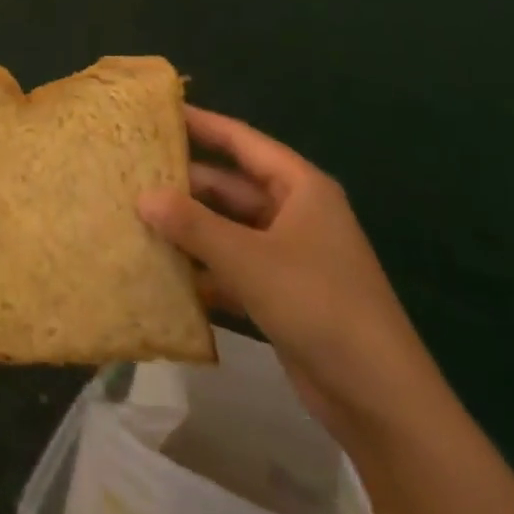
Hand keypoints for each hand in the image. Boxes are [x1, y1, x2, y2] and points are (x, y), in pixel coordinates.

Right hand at [138, 107, 432, 428]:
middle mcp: (294, 213)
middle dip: (186, 183)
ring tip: (136, 218)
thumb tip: (142, 195)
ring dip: (190, 228)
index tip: (159, 114)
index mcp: (299, 187)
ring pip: (229, 228)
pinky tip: (163, 271)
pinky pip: (233, 267)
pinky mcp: (281, 294)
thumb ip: (193, 225)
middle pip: (231, 186)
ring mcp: (288, 255)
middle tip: (134, 173)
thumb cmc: (318, 305)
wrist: (380, 400)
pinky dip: (204, 268)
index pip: (241, 141)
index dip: (202, 124)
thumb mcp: (249, 260)